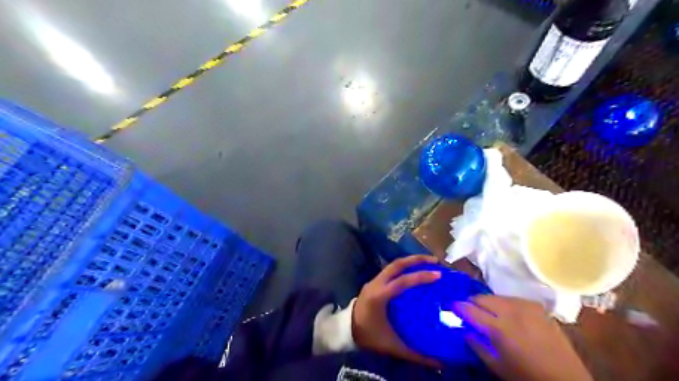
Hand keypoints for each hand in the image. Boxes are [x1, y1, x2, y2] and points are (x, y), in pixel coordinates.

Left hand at [353, 255, 443, 366]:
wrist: (346, 331)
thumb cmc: (369, 336)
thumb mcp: (392, 346)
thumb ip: (415, 355)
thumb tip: (439, 363)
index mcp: (379, 296)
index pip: (402, 281)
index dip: (420, 277)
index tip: (438, 274)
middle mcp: (376, 284)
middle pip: (397, 265)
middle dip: (416, 260)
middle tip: (435, 261)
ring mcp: (373, 281)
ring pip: (393, 265)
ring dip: (410, 262)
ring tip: (427, 263)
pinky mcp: (373, 283)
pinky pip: (390, 270)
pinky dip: (403, 268)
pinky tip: (413, 273)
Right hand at [455, 296, 595, 380]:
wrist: (567, 379)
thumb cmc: (527, 376)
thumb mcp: (497, 365)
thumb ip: (476, 345)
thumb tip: (463, 329)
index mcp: (499, 328)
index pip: (469, 309)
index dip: (457, 306)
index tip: (450, 306)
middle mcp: (511, 311)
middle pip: (481, 298)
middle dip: (472, 303)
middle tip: (469, 311)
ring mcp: (525, 306)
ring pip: (496, 296)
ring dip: (488, 303)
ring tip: (489, 314)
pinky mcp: (537, 306)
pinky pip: (512, 299)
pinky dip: (504, 304)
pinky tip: (508, 315)